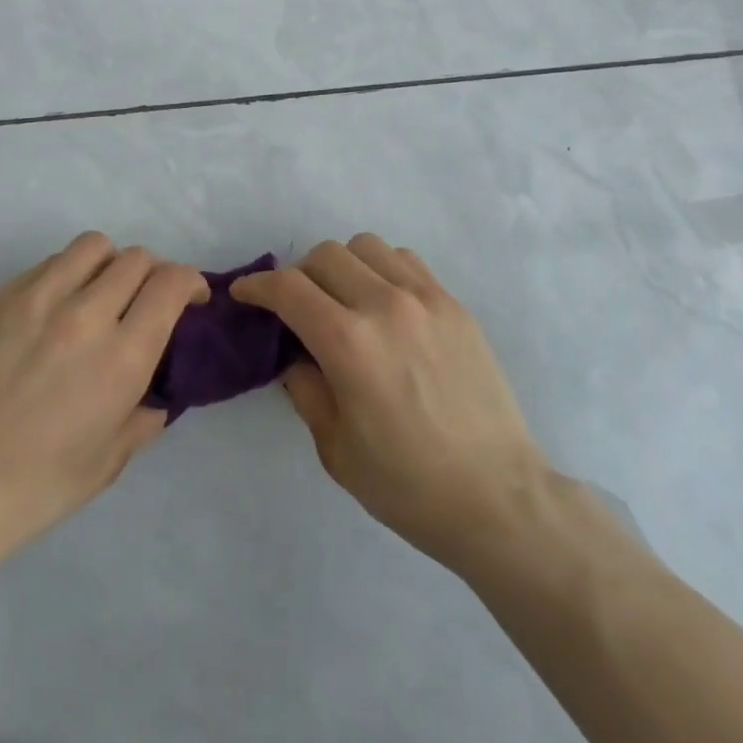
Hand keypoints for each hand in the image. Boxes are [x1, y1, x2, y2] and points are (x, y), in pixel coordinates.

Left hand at [0, 232, 207, 574]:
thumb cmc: (36, 487)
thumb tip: (157, 393)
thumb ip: (145, 417)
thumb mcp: (109, 461)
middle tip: (144, 301)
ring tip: (99, 293)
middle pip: (136, 258)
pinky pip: (48, 264)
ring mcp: (36, 300)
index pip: (170, 283)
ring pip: (92, 246)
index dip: (189, 282)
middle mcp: (84, 315)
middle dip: (153, 274)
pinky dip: (65, 275)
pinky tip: (53, 308)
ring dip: (109, 264)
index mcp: (120, 357)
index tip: (189, 299)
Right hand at [232, 234, 552, 569]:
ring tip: (344, 300)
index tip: (245, 294)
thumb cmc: (408, 485)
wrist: (497, 496)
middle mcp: (385, 304)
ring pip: (366, 246)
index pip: (288, 287)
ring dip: (342, 265)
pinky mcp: (453, 304)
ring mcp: (425, 298)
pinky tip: (386, 304)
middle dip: (298, 276)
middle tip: (297, 308)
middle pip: (325, 255)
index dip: (257, 286)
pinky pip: (405, 261)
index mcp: (348, 343)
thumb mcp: (335, 447)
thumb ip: (304, 387)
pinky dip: (382, 269)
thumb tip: (292, 352)